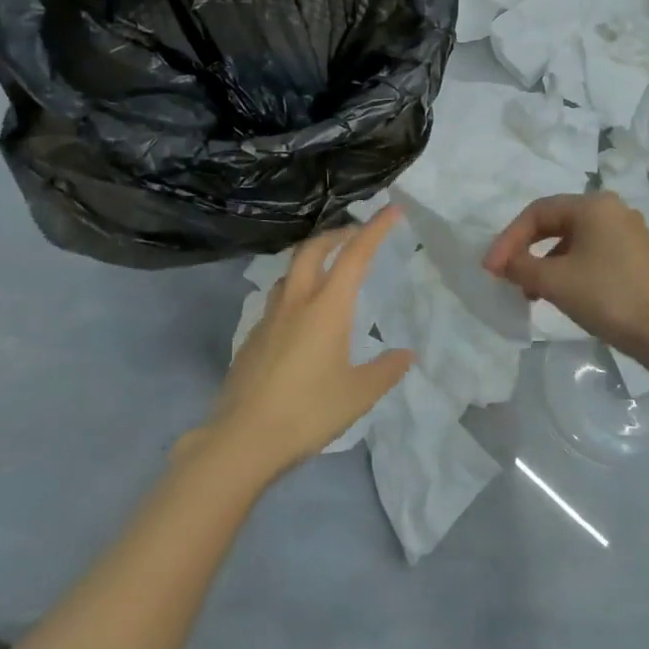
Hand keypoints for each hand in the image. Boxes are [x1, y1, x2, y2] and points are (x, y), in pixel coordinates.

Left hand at [200, 207, 414, 482]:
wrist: (243, 438)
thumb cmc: (308, 411)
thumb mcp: (359, 395)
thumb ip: (385, 370)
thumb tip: (406, 354)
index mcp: (327, 308)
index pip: (354, 256)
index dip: (375, 229)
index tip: (392, 210)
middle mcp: (296, 302)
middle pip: (313, 249)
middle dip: (337, 234)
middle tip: (355, 235)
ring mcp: (268, 318)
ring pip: (290, 272)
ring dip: (311, 260)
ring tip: (328, 272)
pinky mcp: (251, 338)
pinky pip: (276, 300)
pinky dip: (295, 291)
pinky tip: (301, 319)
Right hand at [482, 192, 648, 361]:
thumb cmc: (606, 297)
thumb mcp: (553, 281)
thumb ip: (520, 266)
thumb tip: (503, 264)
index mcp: (593, 205)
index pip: (537, 212)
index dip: (508, 239)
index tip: (491, 268)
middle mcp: (612, 210)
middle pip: (554, 222)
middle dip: (525, 248)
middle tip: (505, 274)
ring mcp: (627, 232)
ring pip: (571, 239)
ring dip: (544, 262)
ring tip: (529, 291)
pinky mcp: (634, 255)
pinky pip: (589, 252)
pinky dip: (566, 268)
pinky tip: (557, 292)